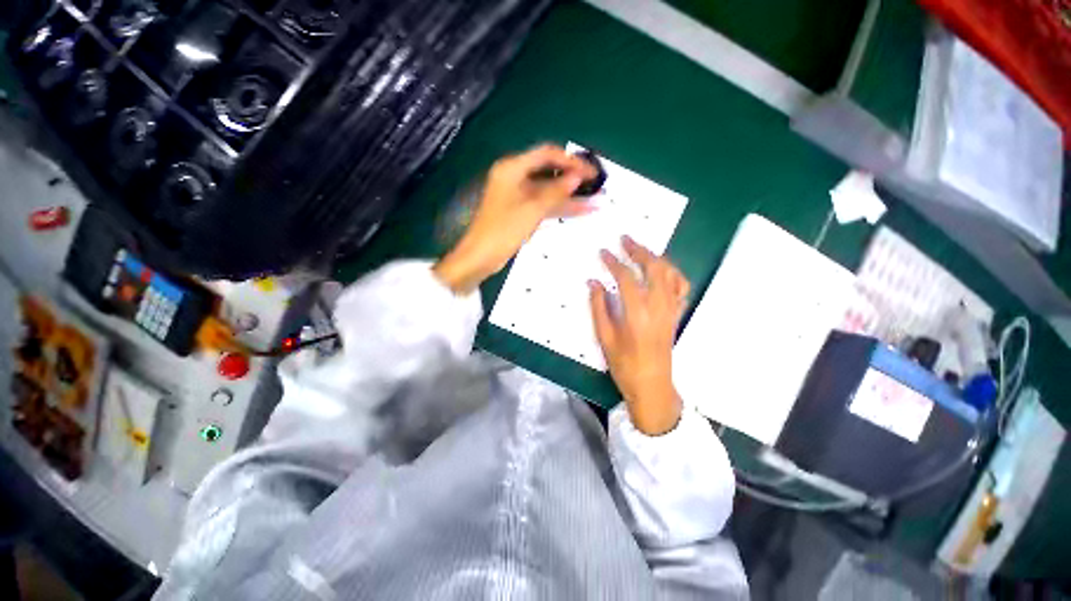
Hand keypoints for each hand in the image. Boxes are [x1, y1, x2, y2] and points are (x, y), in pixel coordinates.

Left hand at [434, 144, 596, 293]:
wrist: (482, 256)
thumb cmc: (503, 229)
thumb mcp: (532, 208)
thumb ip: (556, 191)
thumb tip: (578, 176)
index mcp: (512, 168)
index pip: (546, 154)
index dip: (570, 161)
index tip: (591, 171)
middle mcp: (515, 177)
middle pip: (548, 172)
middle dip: (572, 179)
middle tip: (596, 184)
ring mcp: (518, 196)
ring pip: (548, 191)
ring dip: (569, 196)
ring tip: (594, 200)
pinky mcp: (521, 211)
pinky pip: (544, 204)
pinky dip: (560, 207)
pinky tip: (579, 210)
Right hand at [589, 236, 689, 435]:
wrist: (652, 385)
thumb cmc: (624, 364)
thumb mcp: (605, 337)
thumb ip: (598, 307)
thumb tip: (593, 282)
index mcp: (637, 312)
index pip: (627, 277)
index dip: (614, 262)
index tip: (603, 252)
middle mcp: (659, 306)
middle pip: (654, 268)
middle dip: (639, 250)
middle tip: (625, 240)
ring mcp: (671, 309)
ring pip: (670, 273)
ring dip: (656, 257)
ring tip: (641, 250)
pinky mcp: (676, 314)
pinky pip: (680, 287)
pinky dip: (671, 273)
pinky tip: (661, 270)